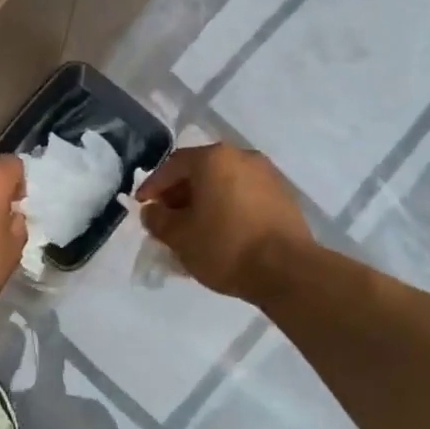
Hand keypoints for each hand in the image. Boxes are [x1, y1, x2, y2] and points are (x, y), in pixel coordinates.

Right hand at [136, 143, 314, 300]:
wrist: (287, 271)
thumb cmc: (225, 247)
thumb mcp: (179, 237)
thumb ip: (158, 220)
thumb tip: (152, 211)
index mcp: (214, 159)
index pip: (173, 165)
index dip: (153, 186)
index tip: (142, 206)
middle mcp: (242, 157)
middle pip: (200, 170)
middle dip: (179, 193)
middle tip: (166, 218)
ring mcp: (267, 175)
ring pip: (224, 182)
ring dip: (204, 200)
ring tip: (192, 227)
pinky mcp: (283, 196)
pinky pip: (243, 194)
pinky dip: (226, 207)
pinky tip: (220, 231)